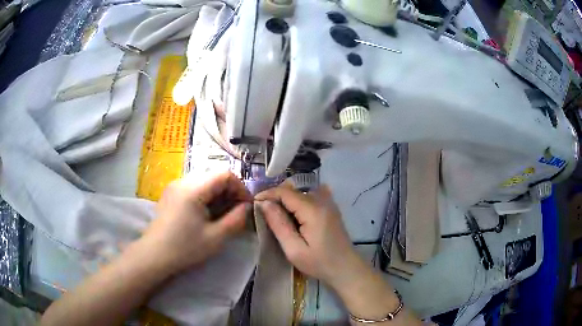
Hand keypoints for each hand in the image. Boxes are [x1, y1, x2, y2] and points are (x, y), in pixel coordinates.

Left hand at [139, 171, 251, 274]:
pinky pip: (194, 187)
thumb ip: (236, 219)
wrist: (154, 255)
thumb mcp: (216, 237)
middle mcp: (183, 181)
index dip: (240, 188)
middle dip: (229, 192)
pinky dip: (205, 197)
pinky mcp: (170, 193)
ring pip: (204, 181)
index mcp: (193, 189)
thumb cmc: (185, 248)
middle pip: (214, 176)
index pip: (225, 174)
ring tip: (221, 215)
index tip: (246, 206)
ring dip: (218, 194)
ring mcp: (175, 186)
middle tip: (235, 212)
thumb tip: (247, 207)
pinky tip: (205, 214)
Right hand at [255, 183, 364, 288]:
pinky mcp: (331, 208)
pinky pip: (311, 196)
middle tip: (263, 212)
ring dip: (286, 200)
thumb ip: (279, 224)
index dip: (268, 194)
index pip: (285, 192)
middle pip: (293, 190)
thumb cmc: (319, 263)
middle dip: (275, 197)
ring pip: (301, 193)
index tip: (254, 204)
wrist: (346, 269)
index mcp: (312, 210)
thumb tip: (264, 204)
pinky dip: (299, 200)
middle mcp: (322, 201)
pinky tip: (294, 212)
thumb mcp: (294, 249)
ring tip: (276, 215)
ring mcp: (328, 203)